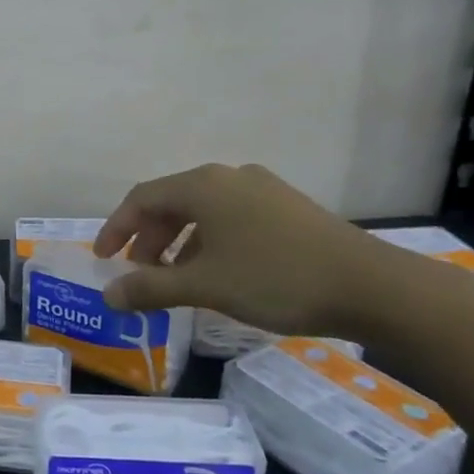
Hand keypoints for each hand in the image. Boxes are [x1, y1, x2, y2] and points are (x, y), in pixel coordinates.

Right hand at [92, 163, 401, 335]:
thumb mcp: (204, 286)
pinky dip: (209, 243)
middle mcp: (229, 177)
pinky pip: (231, 219)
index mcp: (203, 186)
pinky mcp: (287, 208)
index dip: (115, 229)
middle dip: (148, 240)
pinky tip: (218, 274)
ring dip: (178, 244)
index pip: (141, 199)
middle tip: (140, 275)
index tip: (102, 260)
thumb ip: (150, 288)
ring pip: (203, 212)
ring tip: (177, 280)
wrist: (371, 286)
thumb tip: (108, 295)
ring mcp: (262, 190)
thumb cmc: (274, 278)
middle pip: (171, 203)